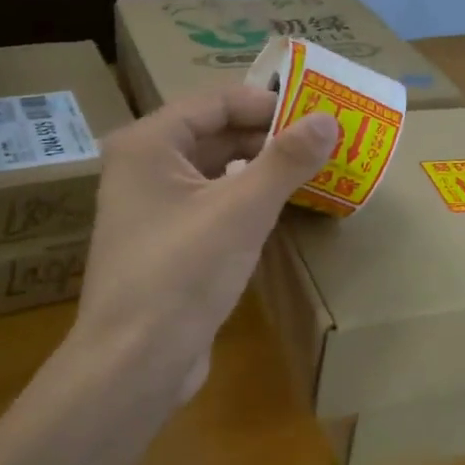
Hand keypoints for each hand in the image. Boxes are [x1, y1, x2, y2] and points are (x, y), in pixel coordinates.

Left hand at [74, 85, 338, 403]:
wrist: (135, 362)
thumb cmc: (182, 273)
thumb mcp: (241, 210)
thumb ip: (285, 161)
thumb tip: (328, 120)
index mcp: (148, 144)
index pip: (214, 102)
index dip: (266, 103)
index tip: (315, 113)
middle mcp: (143, 168)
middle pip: (214, 134)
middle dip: (267, 136)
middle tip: (322, 141)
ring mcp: (152, 209)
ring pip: (215, 172)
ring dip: (259, 169)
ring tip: (310, 170)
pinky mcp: (167, 244)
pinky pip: (212, 205)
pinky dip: (246, 201)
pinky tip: (280, 209)